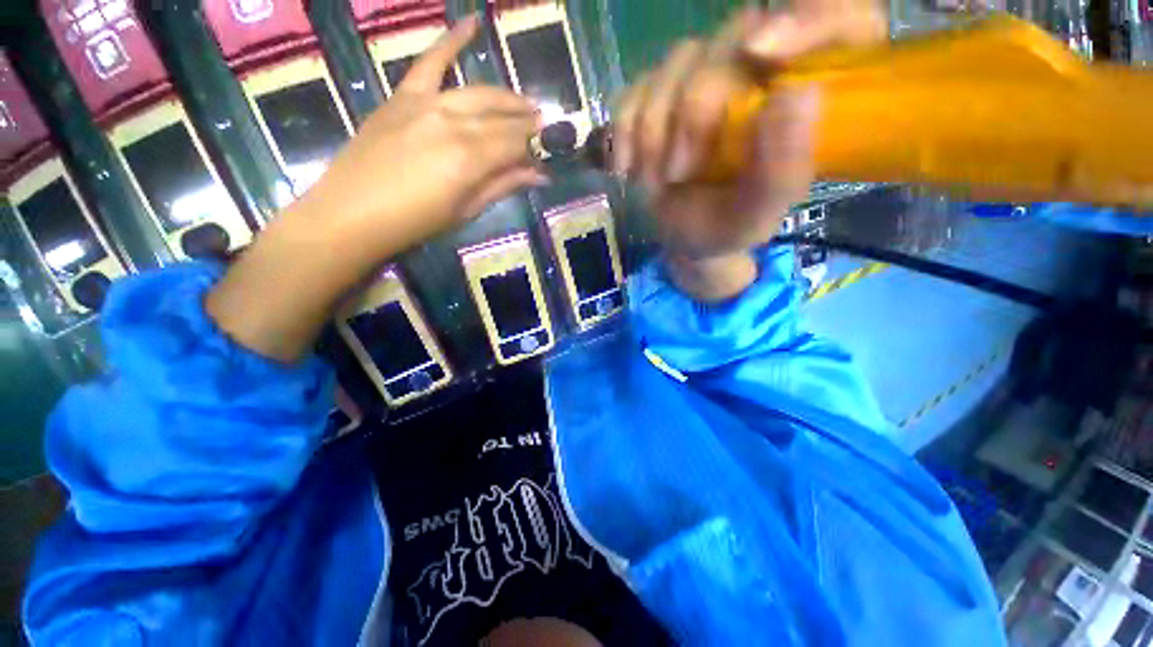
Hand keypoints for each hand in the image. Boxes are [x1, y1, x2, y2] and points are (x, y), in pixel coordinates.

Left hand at [207, 18, 543, 362]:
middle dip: (526, 120)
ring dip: (506, 96)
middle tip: (543, 125)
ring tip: (524, 103)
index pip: (515, 142)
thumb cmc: (415, 223)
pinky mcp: (402, 97)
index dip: (534, 147)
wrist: (351, 214)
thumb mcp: (466, 209)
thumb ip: (503, 186)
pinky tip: (471, 24)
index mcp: (470, 157)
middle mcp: (452, 121)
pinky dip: (451, 40)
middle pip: (501, 115)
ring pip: (477, 92)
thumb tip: (540, 175)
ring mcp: (425, 103)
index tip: (547, 153)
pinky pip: (429, 61)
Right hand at [614, 5, 885, 298]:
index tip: (764, 53)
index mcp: (795, 95)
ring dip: (653, 129)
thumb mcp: (760, 212)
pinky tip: (625, 167)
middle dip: (693, 112)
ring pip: (675, 64)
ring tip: (653, 180)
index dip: (807, 18)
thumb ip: (783, 166)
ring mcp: (699, 80)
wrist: (685, 238)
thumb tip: (797, 92)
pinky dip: (623, 131)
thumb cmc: (729, 227)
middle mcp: (752, 73)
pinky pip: (633, 91)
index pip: (830, 18)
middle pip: (726, 42)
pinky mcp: (657, 97)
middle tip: (679, 173)